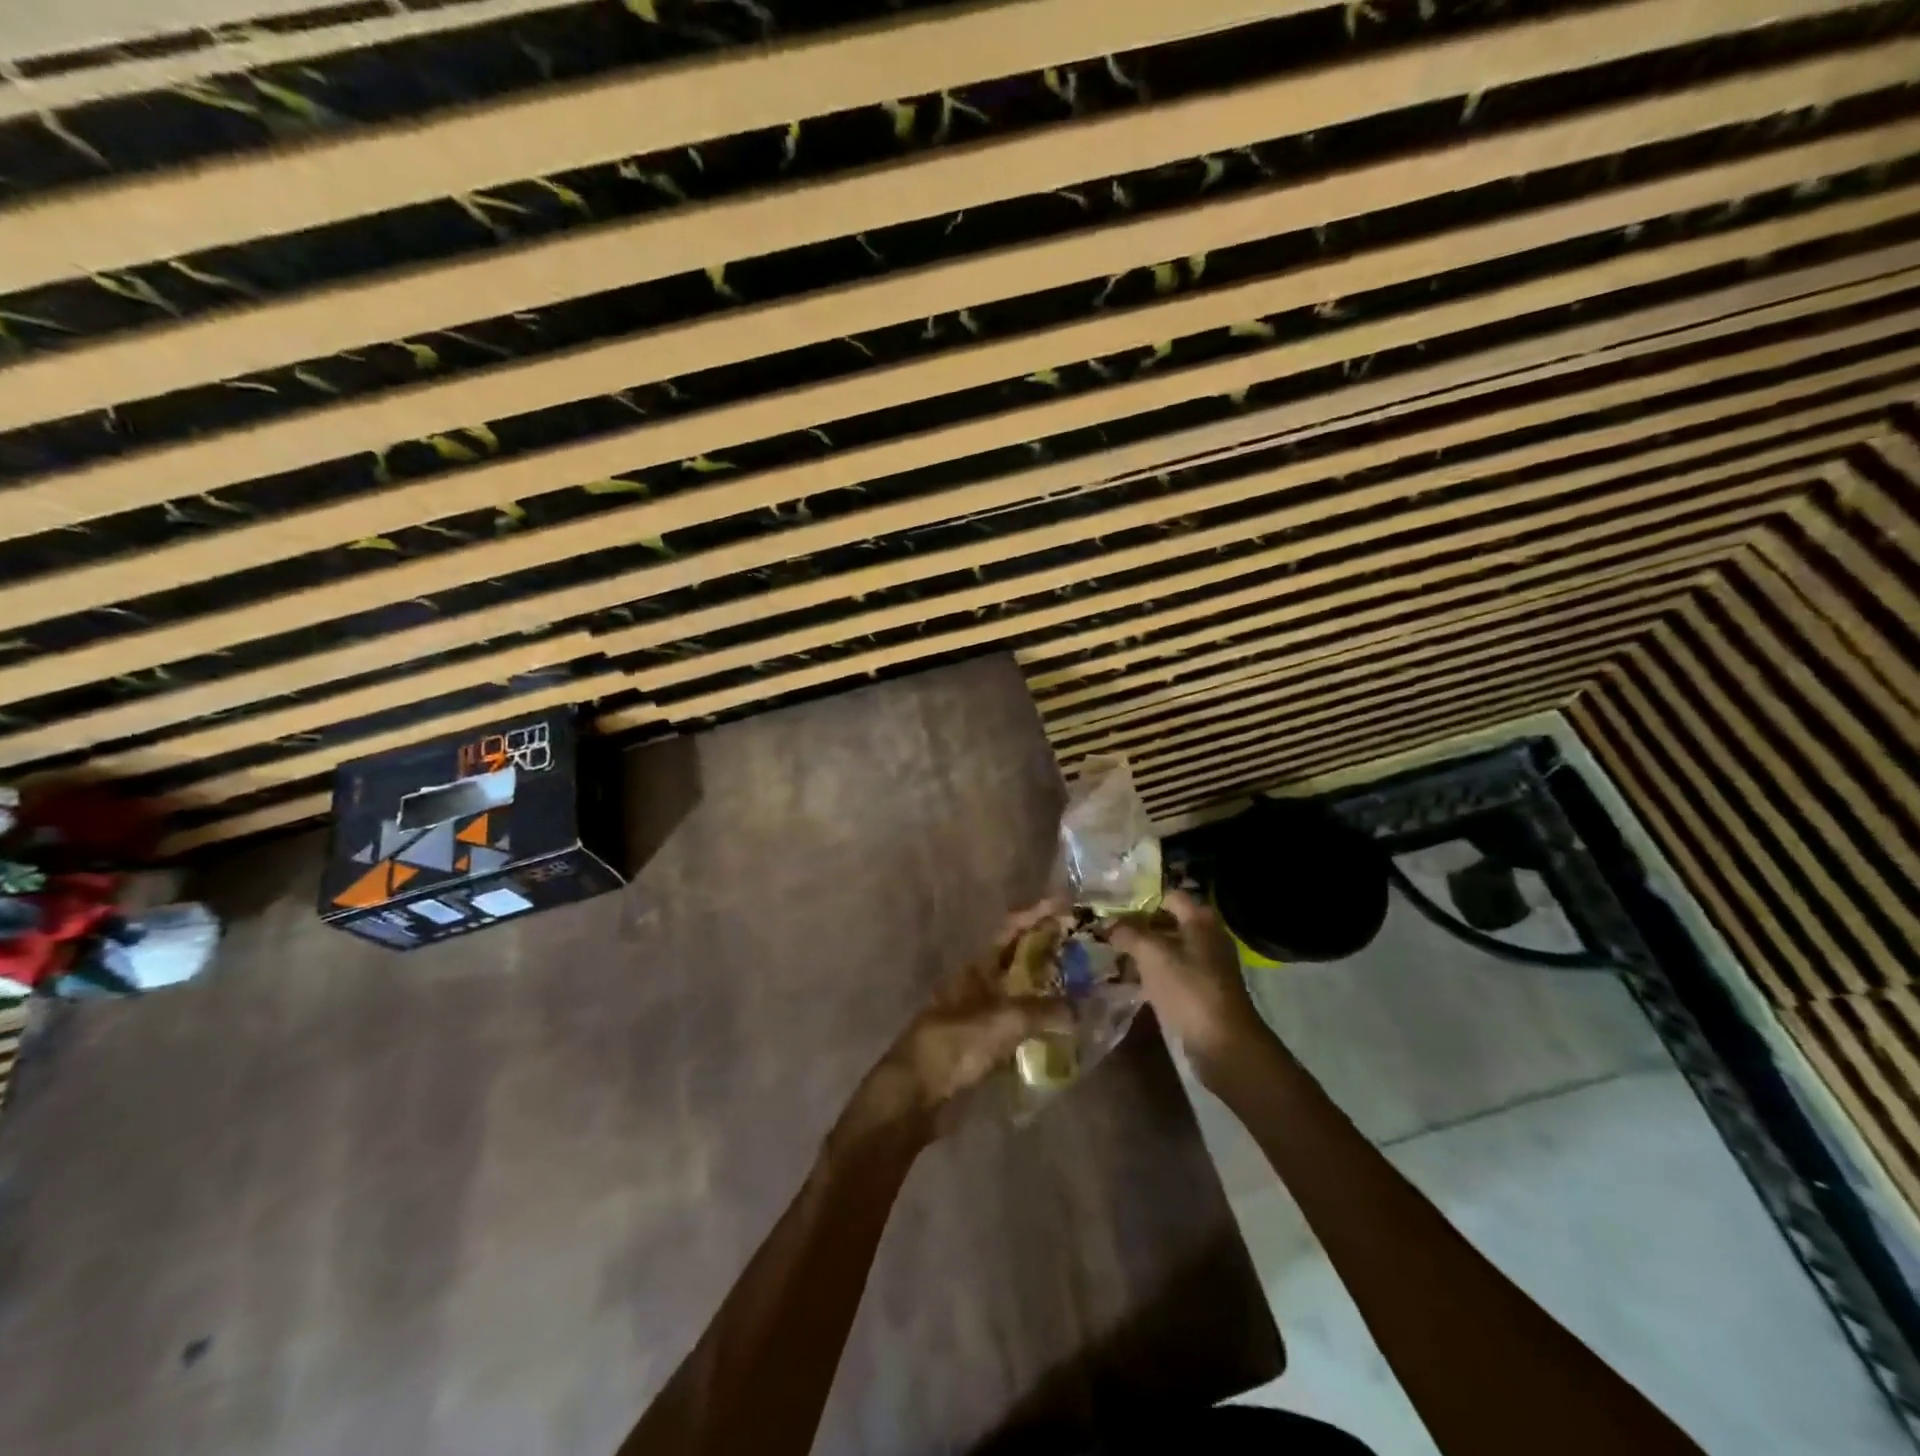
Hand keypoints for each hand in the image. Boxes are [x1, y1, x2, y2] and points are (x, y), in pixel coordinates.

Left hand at [837, 905, 1073, 1149]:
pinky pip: (1022, 1028)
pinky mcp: (987, 1047)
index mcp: (976, 968)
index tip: (1068, 904)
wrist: (916, 1096)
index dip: (1037, 915)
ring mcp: (982, 1016)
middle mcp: (980, 986)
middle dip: (1051, 952)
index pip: (1011, 930)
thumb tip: (1080, 1010)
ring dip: (1050, 990)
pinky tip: (1069, 1030)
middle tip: (1089, 948)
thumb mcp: (1002, 1022)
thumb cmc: (954, 1046)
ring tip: (1088, 986)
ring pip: (1023, 995)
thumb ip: (1043, 1012)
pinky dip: (1043, 1025)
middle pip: (1019, 960)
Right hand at [1110, 889, 1268, 1075]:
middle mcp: (1208, 938)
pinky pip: (1172, 973)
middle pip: (1168, 923)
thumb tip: (1109, 924)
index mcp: (1201, 920)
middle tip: (1108, 930)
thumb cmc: (1188, 988)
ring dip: (1143, 951)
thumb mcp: (1152, 954)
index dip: (1142, 899)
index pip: (1169, 896)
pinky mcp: (1202, 991)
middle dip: (1139, 926)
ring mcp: (1207, 966)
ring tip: (1113, 955)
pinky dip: (1153, 973)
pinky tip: (1130, 980)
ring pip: (1169, 949)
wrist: (1222, 1043)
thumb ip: (1129, 933)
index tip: (1114, 906)